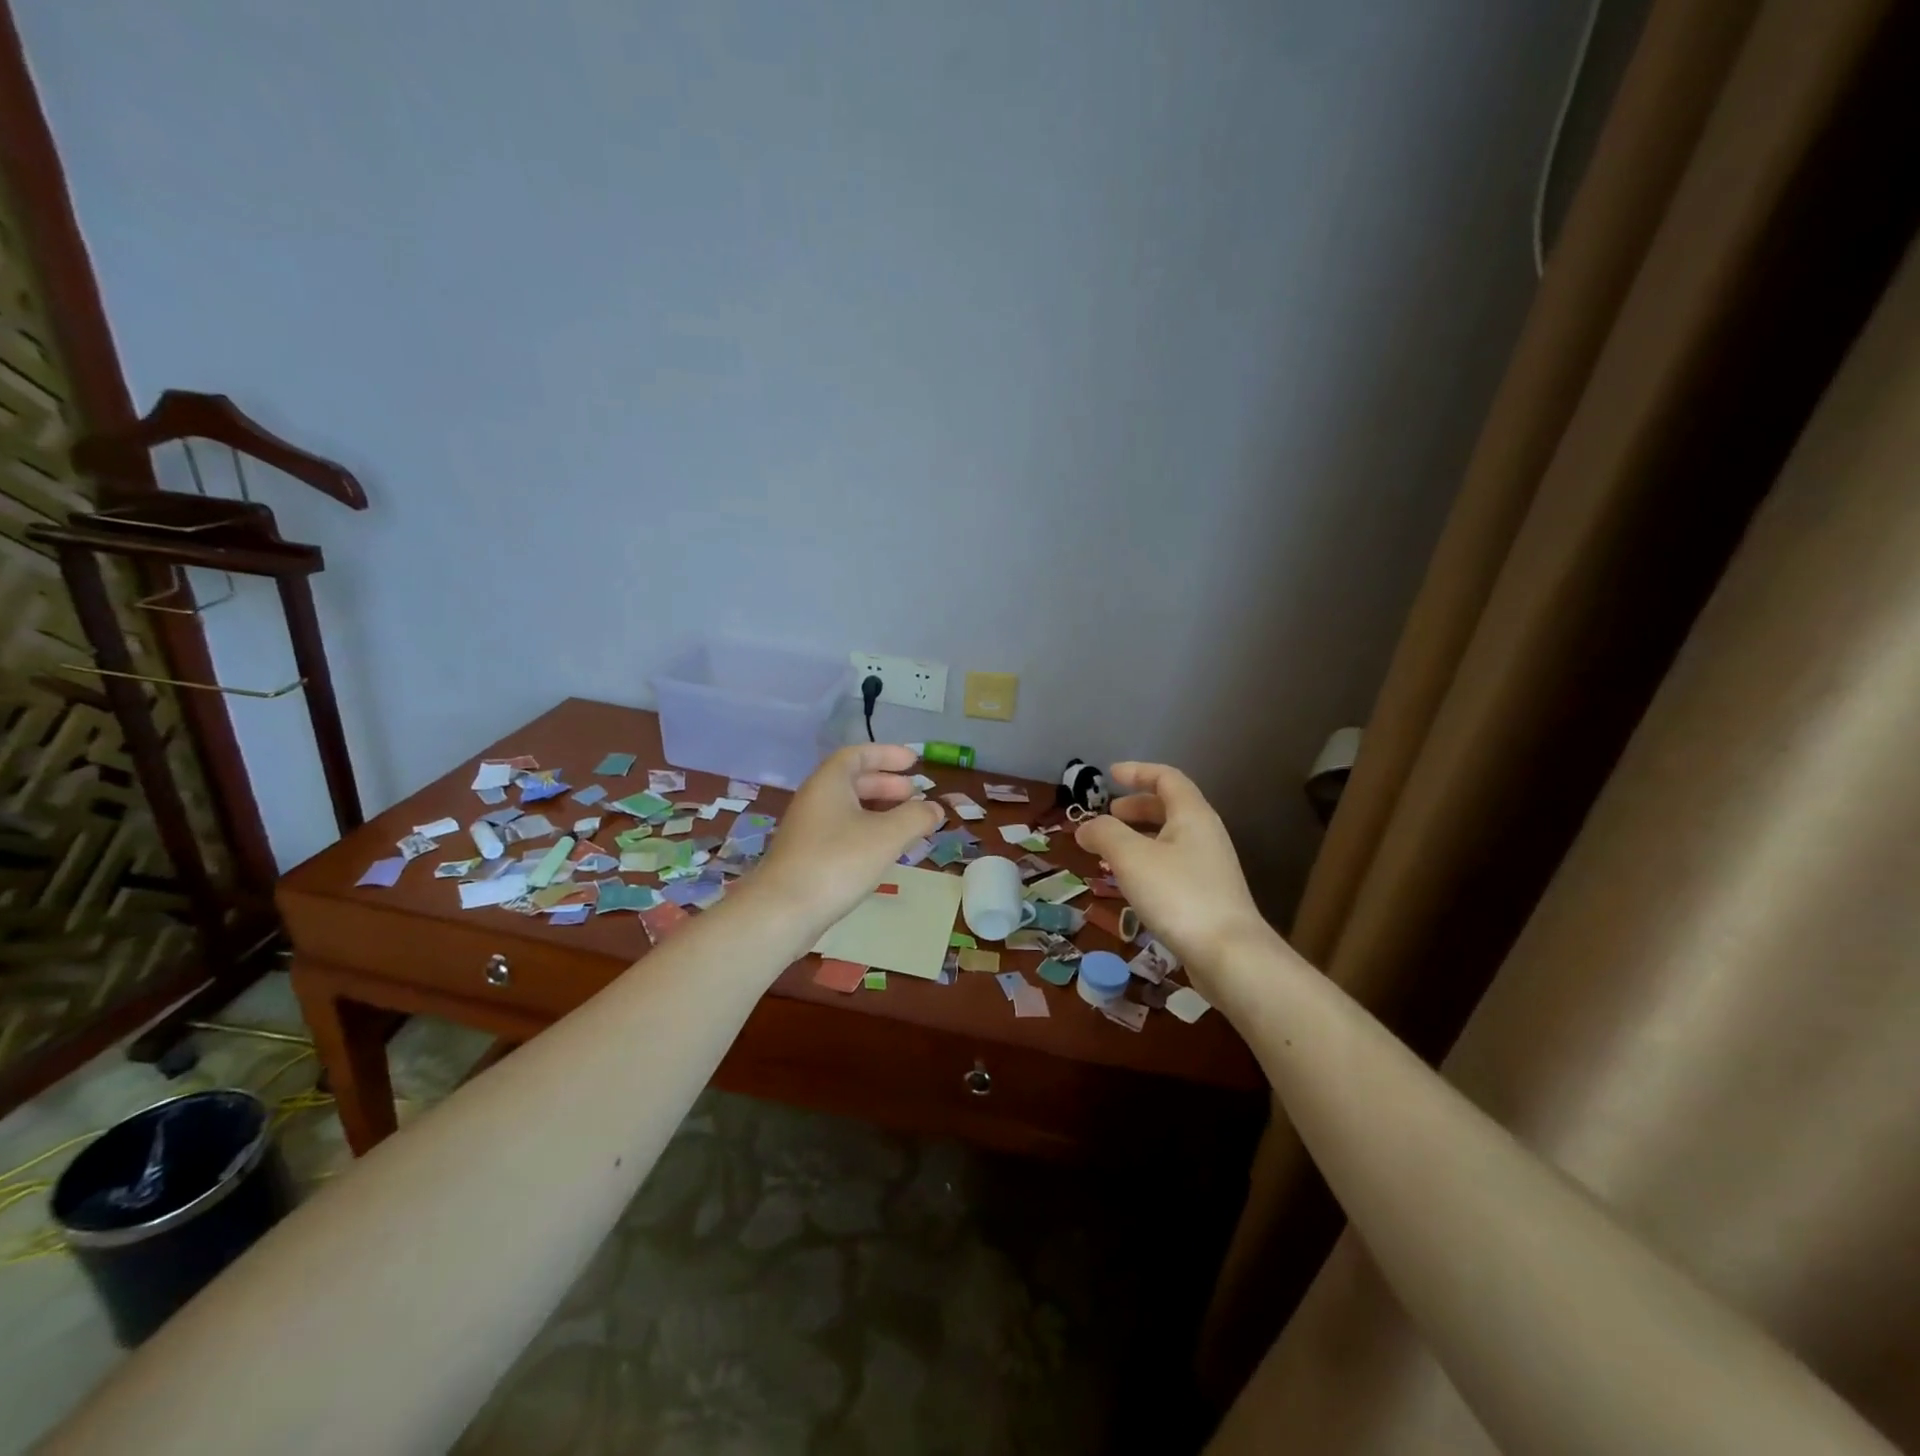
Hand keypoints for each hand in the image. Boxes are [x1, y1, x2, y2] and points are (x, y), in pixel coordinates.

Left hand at [752, 745, 944, 938]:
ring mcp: (808, 830)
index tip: (914, 762)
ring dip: (879, 810)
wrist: (782, 912)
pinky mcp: (807, 857)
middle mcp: (815, 800)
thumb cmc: (837, 862)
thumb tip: (935, 808)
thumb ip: (916, 817)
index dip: (886, 755)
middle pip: (853, 782)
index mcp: (828, 783)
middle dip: (887, 785)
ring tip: (908, 823)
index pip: (857, 755)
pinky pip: (843, 832)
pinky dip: (868, 832)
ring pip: (849, 809)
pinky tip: (884, 851)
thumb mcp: (887, 836)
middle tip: (916, 794)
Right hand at [1075, 762, 1267, 980]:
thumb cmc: (1178, 895)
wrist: (1229, 955)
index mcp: (1192, 815)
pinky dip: (1147, 862)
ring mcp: (1210, 867)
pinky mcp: (1207, 896)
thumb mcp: (1132, 858)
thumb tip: (1085, 827)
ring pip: (1170, 839)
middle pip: (1170, 807)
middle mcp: (1205, 835)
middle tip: (1107, 816)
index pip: (1167, 778)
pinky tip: (1130, 884)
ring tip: (1110, 851)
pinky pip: (1172, 864)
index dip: (1138, 772)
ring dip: (1139, 837)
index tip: (1110, 774)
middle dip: (1136, 807)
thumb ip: (1105, 834)